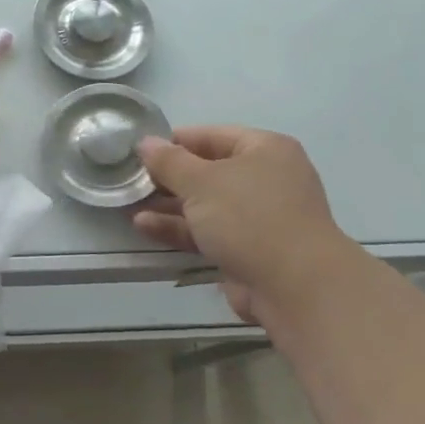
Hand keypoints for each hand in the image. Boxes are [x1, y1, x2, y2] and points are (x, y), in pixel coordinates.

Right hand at [132, 126, 354, 335]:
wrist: (295, 287)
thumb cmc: (249, 217)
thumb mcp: (201, 182)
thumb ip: (169, 161)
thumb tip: (145, 142)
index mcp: (265, 150)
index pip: (212, 135)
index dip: (175, 142)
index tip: (140, 151)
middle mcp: (266, 179)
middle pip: (208, 171)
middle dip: (169, 178)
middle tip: (131, 180)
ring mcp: (259, 217)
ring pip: (206, 205)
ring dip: (169, 206)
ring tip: (129, 205)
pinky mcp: (249, 250)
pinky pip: (209, 232)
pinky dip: (180, 229)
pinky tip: (145, 227)